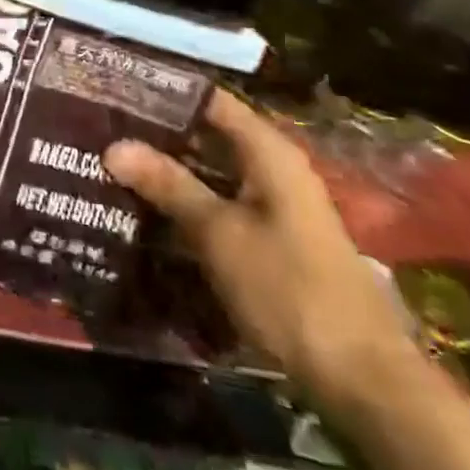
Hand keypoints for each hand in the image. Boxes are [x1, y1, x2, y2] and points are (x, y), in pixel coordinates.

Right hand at [105, 93, 419, 409]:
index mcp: (269, 152)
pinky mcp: (273, 242)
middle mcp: (274, 169)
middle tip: (105, 129)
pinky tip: (149, 212)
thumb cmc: (290, 290)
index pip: (210, 100)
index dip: (165, 92)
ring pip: (213, 173)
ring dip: (171, 171)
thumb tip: (114, 146)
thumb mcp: (219, 233)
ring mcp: (276, 207)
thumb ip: (168, 185)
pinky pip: (222, 205)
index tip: (118, 90)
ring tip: (114, 165)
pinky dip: (189, 203)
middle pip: (210, 135)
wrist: (364, 380)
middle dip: (160, 134)